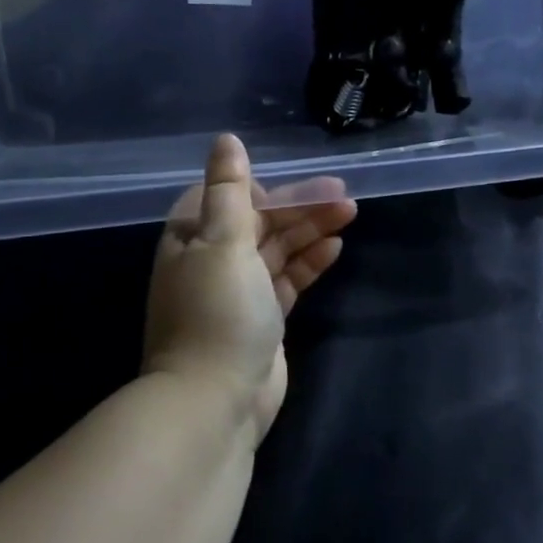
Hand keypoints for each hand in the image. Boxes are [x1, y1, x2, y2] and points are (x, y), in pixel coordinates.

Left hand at [144, 134, 357, 445]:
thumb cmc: (217, 312)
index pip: (230, 198)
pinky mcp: (262, 319)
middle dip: (300, 207)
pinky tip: (335, 248)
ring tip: (350, 213)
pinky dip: (309, 262)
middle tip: (344, 195)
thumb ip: (228, 189)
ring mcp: (239, 291)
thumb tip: (226, 139)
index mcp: (192, 238)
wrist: (214, 403)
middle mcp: (212, 260)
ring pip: (279, 248)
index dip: (266, 188)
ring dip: (311, 230)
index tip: (303, 184)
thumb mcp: (222, 241)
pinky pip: (288, 279)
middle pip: (261, 221)